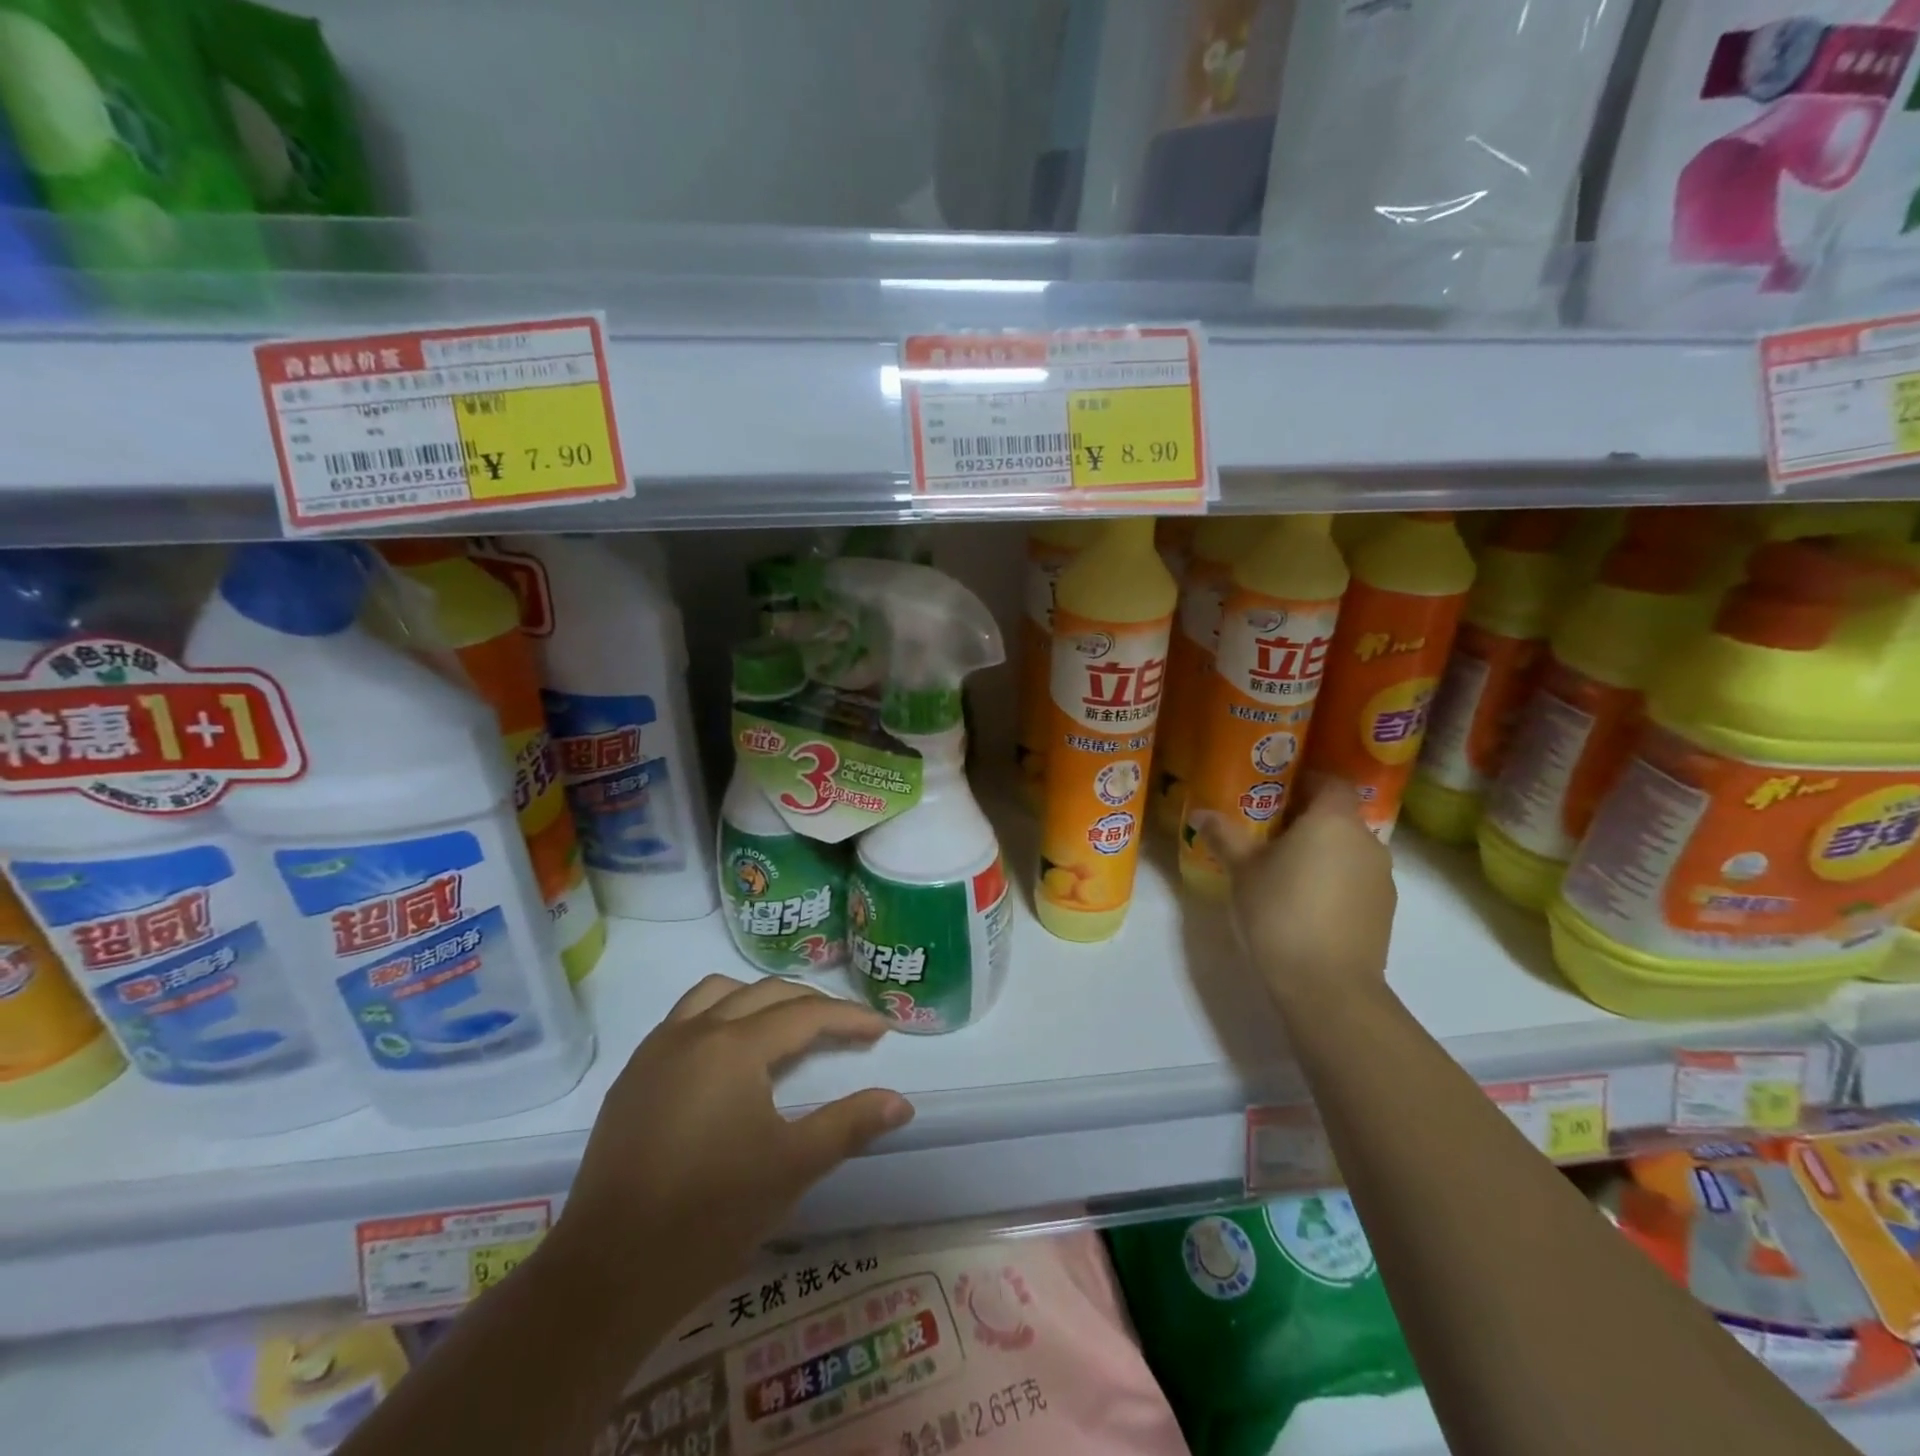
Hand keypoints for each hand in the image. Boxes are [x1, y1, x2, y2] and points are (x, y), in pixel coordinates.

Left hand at [559, 976, 912, 1303]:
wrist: (608, 1273)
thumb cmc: (711, 1215)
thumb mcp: (792, 1167)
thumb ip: (849, 1124)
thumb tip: (902, 1102)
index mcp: (734, 1047)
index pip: (805, 1015)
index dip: (848, 1018)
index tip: (881, 1029)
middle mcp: (694, 1031)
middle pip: (764, 994)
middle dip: (810, 1004)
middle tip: (843, 1028)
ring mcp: (656, 1050)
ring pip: (716, 994)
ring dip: (758, 999)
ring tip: (784, 1026)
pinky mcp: (632, 1077)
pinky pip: (683, 1019)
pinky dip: (718, 1016)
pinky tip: (727, 1056)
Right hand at [1196, 779, 1396, 1017]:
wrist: (1328, 987)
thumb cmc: (1280, 912)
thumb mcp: (1242, 870)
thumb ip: (1224, 836)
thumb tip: (1200, 813)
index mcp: (1333, 820)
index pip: (1328, 781)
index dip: (1303, 780)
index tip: (1273, 791)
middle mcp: (1366, 841)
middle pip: (1338, 816)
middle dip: (1305, 819)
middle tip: (1267, 832)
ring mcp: (1381, 878)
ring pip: (1347, 850)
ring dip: (1321, 852)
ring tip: (1283, 870)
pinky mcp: (1383, 911)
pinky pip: (1355, 880)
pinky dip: (1334, 880)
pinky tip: (1304, 903)